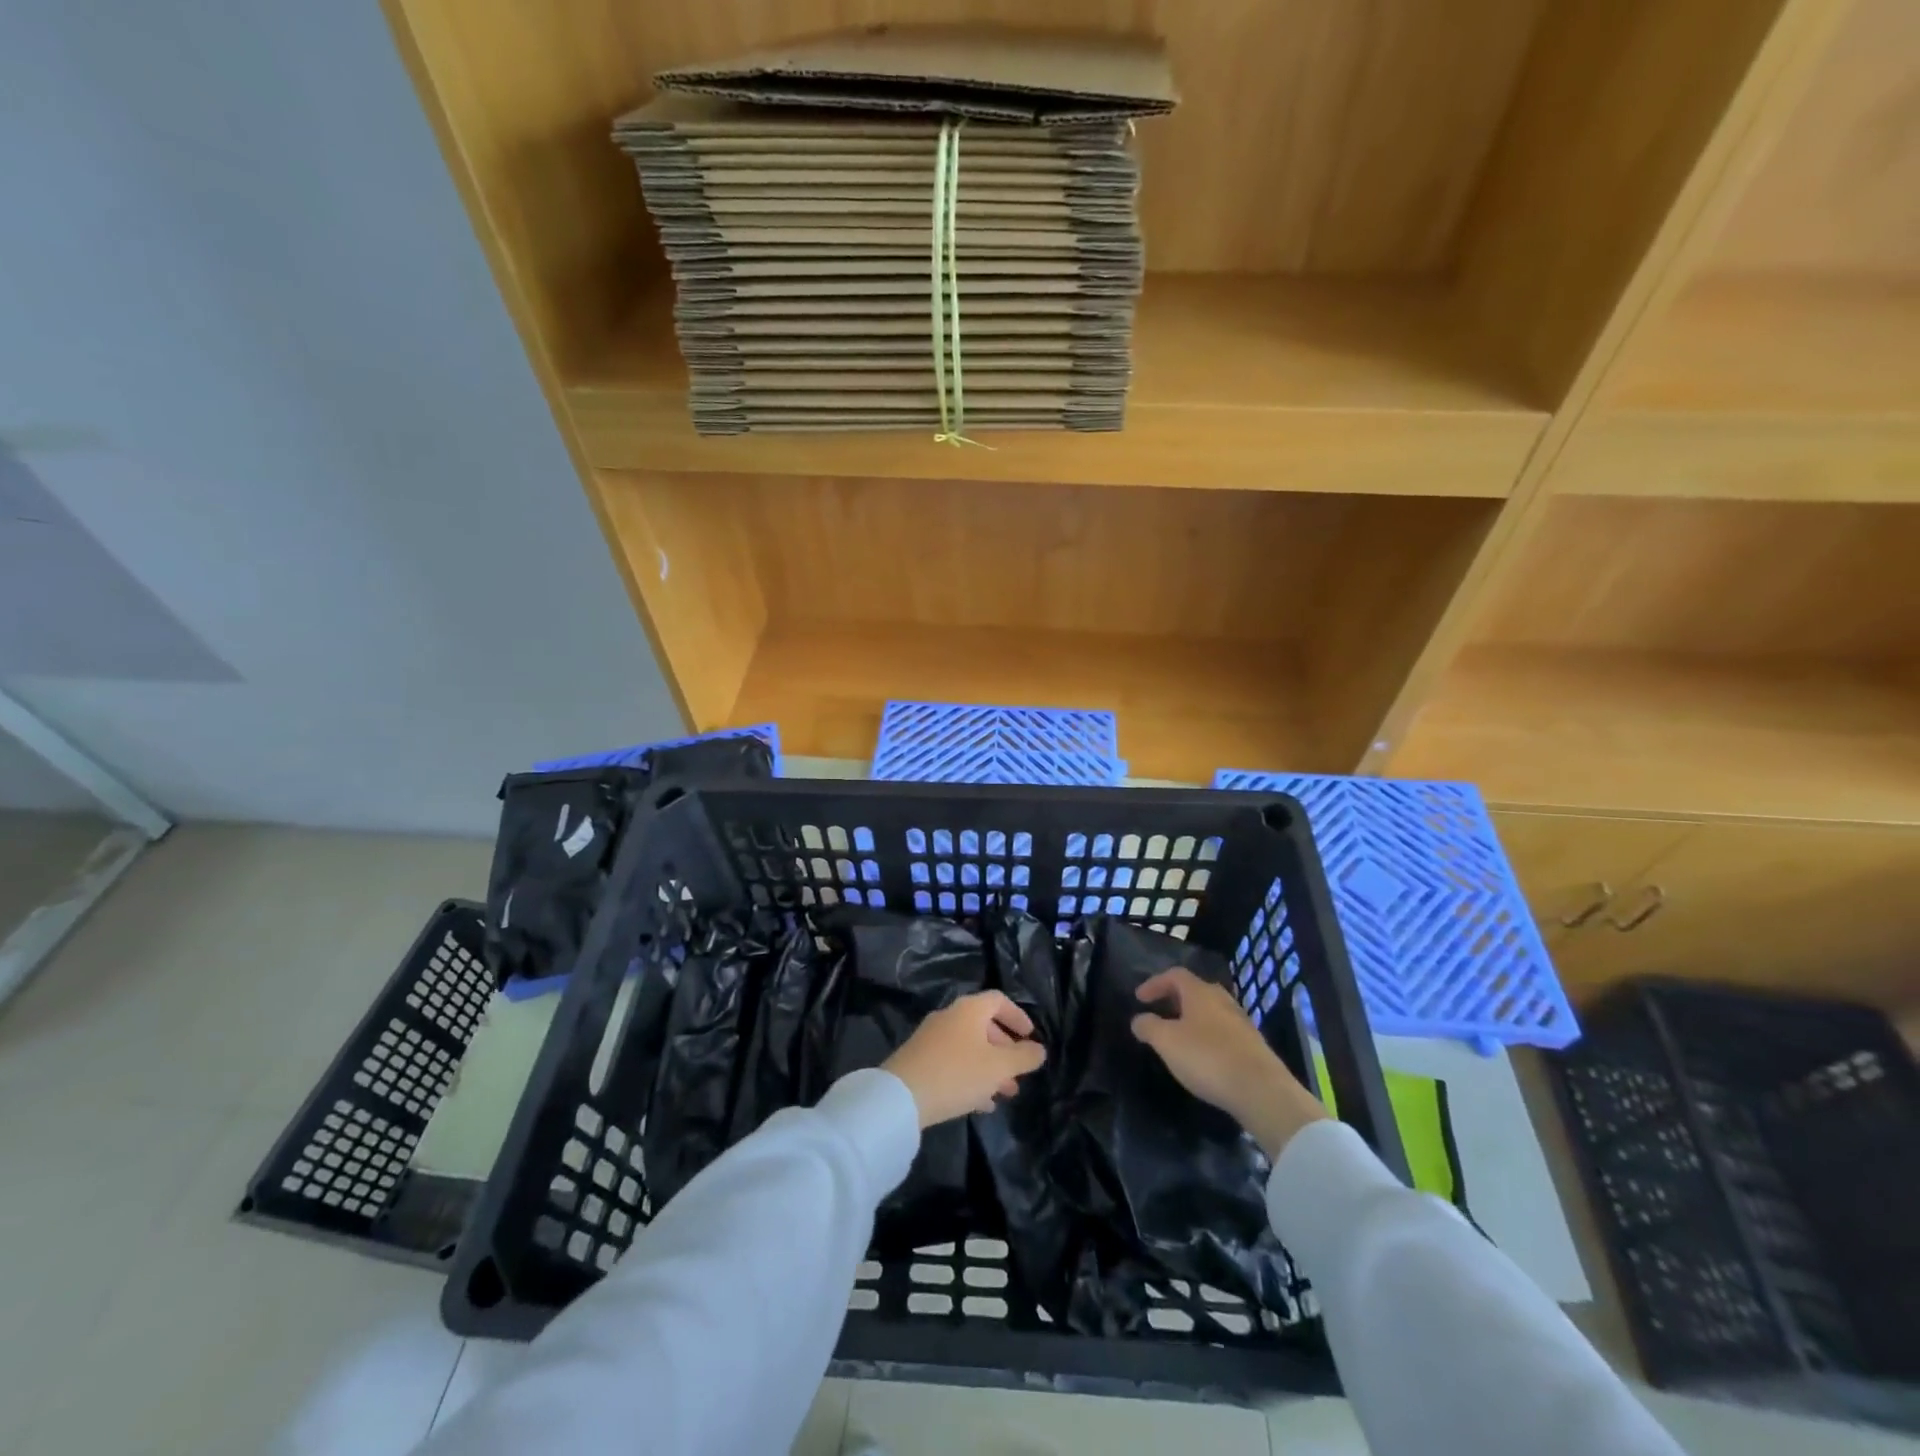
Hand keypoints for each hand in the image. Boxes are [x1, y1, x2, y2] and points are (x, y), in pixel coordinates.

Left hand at [883, 991, 1047, 1128]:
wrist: (901, 1096)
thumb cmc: (957, 1073)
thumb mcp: (999, 1067)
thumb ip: (1023, 1057)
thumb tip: (1039, 1049)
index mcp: (969, 1009)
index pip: (999, 1000)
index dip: (1018, 1016)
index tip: (1031, 1037)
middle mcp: (950, 1016)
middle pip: (984, 1025)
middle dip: (1006, 1050)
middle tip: (1019, 1073)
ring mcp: (932, 1037)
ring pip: (969, 1047)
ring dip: (990, 1067)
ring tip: (1005, 1093)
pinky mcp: (920, 1059)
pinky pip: (953, 1062)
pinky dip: (971, 1076)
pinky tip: (980, 1103)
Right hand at [1129, 968, 1326, 1159]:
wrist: (1261, 1091)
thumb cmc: (1207, 1058)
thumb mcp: (1167, 1042)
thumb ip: (1148, 1027)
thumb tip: (1139, 1019)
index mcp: (1200, 992)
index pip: (1175, 975)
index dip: (1154, 983)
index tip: (1139, 999)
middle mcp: (1223, 1000)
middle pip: (1195, 990)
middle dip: (1174, 999)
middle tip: (1159, 1013)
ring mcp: (1241, 1022)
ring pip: (1211, 1011)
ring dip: (1192, 1018)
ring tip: (1179, 1036)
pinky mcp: (1253, 1045)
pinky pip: (1223, 1031)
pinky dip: (1207, 1035)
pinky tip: (1203, 1055)